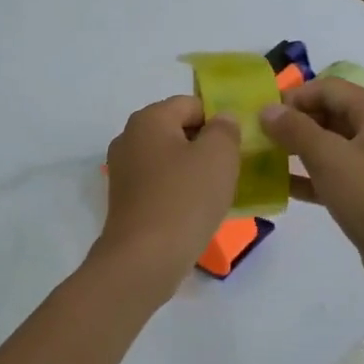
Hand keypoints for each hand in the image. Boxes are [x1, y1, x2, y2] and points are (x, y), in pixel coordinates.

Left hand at [96, 96, 241, 290]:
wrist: (144, 259)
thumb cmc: (185, 199)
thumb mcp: (219, 156)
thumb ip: (225, 129)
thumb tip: (222, 120)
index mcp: (148, 119)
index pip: (191, 104)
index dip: (219, 120)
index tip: (239, 145)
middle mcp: (129, 138)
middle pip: (178, 130)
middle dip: (207, 146)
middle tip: (233, 169)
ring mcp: (124, 171)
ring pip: (170, 159)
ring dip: (195, 171)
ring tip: (219, 192)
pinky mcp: (126, 200)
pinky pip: (160, 184)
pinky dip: (180, 191)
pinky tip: (197, 211)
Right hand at [259, 79, 363, 291]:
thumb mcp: (330, 160)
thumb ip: (295, 130)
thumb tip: (266, 109)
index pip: (326, 88)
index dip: (292, 98)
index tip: (261, 117)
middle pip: (327, 112)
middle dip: (292, 123)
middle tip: (258, 137)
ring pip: (327, 143)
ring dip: (296, 148)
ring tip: (262, 158)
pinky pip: (332, 170)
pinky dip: (308, 174)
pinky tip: (279, 185)